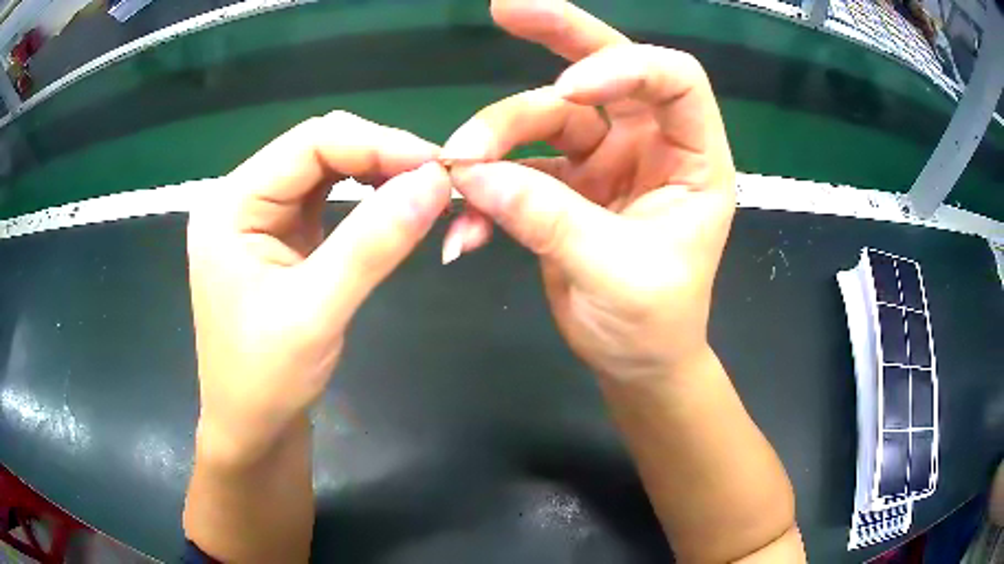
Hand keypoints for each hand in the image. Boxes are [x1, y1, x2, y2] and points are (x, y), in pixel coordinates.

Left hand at [187, 111, 450, 464]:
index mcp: (231, 204)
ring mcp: (261, 216)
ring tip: (424, 191)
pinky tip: (394, 206)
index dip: (377, 143)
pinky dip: (367, 197)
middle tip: (438, 181)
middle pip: (319, 148)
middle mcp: (242, 198)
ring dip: (378, 174)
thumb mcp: (317, 312)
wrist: (250, 428)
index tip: (438, 167)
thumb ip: (374, 243)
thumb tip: (436, 181)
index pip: (310, 143)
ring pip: (327, 169)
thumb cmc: (265, 380)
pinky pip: (328, 198)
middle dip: (380, 156)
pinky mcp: (281, 236)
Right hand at [440, 0, 735, 380]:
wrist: (635, 364)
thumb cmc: (654, 324)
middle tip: (507, 8)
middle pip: (606, 70)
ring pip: (545, 119)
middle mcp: (649, 145)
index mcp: (692, 158)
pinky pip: (518, 168)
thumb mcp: (615, 274)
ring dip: (497, 139)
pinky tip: (465, 231)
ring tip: (456, 172)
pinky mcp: (564, 185)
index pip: (674, 78)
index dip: (624, 66)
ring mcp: (604, 160)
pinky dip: (488, 193)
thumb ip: (548, 219)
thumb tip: (473, 174)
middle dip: (558, 36)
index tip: (568, 89)